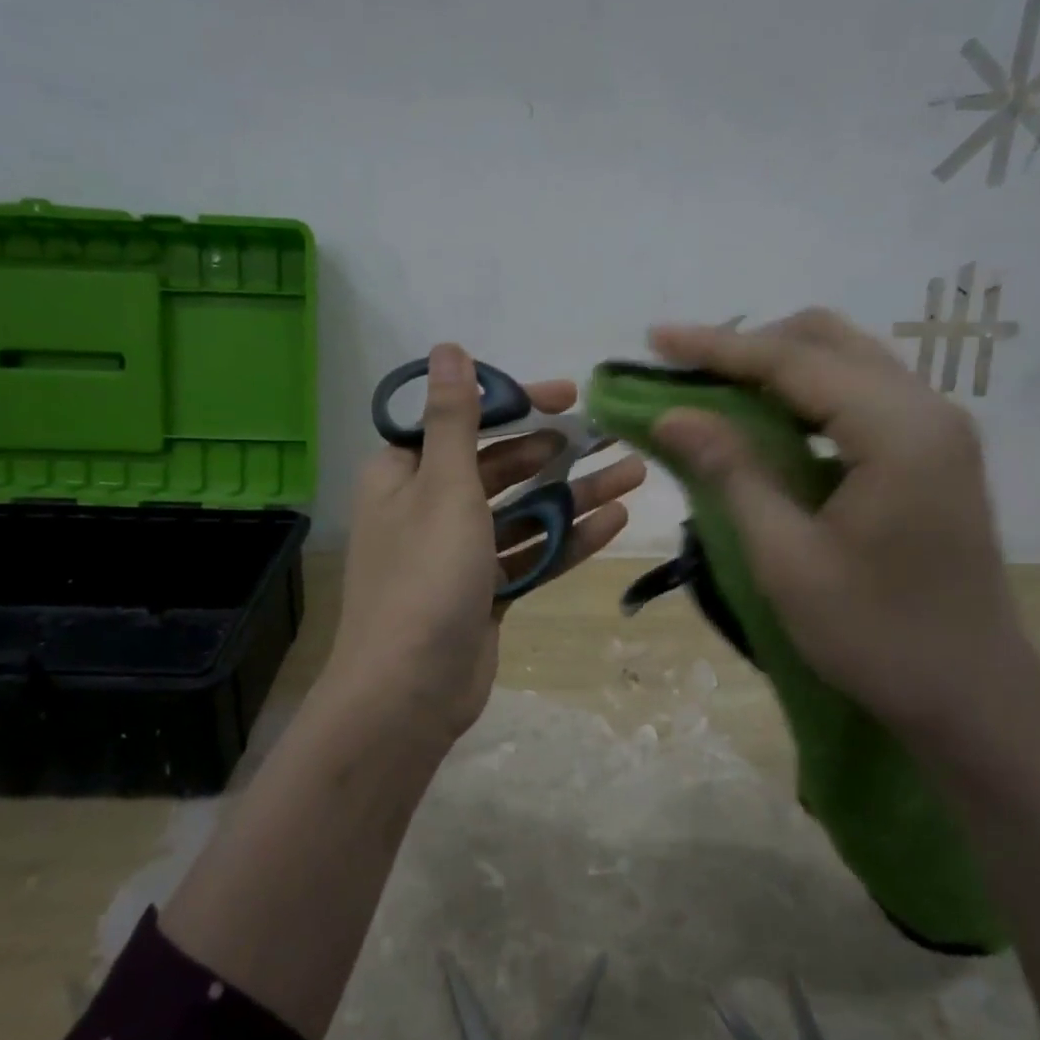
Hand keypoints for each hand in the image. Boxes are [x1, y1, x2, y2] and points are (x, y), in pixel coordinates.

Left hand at [322, 344, 646, 742]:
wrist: (409, 692)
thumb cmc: (424, 577)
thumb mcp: (444, 487)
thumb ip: (454, 418)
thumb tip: (448, 347)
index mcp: (404, 474)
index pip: (462, 421)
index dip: (514, 404)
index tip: (566, 396)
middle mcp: (429, 506)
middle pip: (501, 466)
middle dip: (556, 451)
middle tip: (613, 436)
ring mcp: (460, 553)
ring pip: (524, 511)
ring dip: (575, 493)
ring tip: (635, 473)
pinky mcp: (486, 592)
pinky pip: (531, 554)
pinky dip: (568, 539)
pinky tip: (615, 521)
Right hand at [649, 310, 1028, 749]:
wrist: (973, 699)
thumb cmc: (875, 637)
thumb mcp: (786, 559)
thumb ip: (731, 473)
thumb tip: (672, 414)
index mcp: (898, 431)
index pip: (794, 362)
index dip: (717, 347)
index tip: (654, 340)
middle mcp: (929, 410)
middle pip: (828, 341)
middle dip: (750, 347)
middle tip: (686, 374)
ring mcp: (939, 430)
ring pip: (848, 362)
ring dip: (779, 368)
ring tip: (715, 393)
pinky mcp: (936, 453)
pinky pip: (863, 396)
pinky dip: (808, 396)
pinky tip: (770, 424)